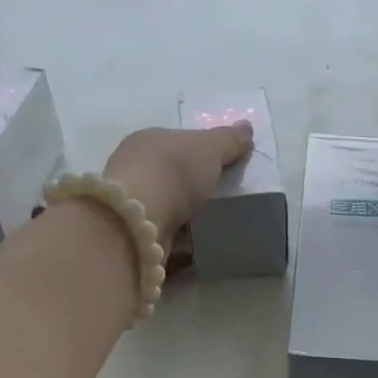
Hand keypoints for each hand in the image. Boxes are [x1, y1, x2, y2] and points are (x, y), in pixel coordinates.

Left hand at [102, 122, 253, 242]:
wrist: (141, 220)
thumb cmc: (174, 171)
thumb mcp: (209, 148)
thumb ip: (229, 140)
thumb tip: (246, 127)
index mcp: (146, 141)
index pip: (174, 143)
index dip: (196, 153)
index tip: (218, 168)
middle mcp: (132, 170)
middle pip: (167, 176)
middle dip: (188, 187)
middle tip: (216, 199)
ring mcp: (131, 205)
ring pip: (162, 208)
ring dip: (182, 218)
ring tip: (210, 227)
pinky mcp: (133, 237)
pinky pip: (162, 237)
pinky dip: (178, 243)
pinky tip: (195, 250)